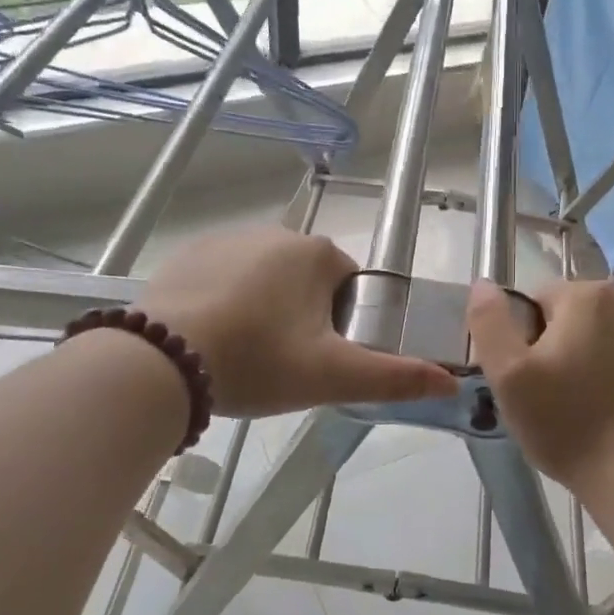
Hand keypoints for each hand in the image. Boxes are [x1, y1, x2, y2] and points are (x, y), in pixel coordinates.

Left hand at [137, 227, 458, 415]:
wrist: (161, 362)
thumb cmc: (259, 361)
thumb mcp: (332, 377)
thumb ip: (395, 378)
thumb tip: (451, 382)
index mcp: (317, 254)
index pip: (349, 284)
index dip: (341, 324)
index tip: (318, 357)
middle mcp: (276, 232)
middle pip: (307, 280)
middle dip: (302, 316)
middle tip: (281, 363)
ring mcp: (228, 238)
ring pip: (265, 278)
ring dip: (264, 308)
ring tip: (242, 354)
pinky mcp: (189, 253)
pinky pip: (224, 277)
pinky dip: (225, 302)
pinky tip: (209, 338)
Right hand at [466, 278, 613, 490]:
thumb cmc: (563, 424)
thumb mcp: (507, 377)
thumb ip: (489, 321)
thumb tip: (484, 283)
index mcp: (583, 296)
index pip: (542, 300)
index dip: (531, 335)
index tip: (535, 374)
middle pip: (584, 306)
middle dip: (571, 334)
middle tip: (566, 385)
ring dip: (609, 337)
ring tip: (603, 384)